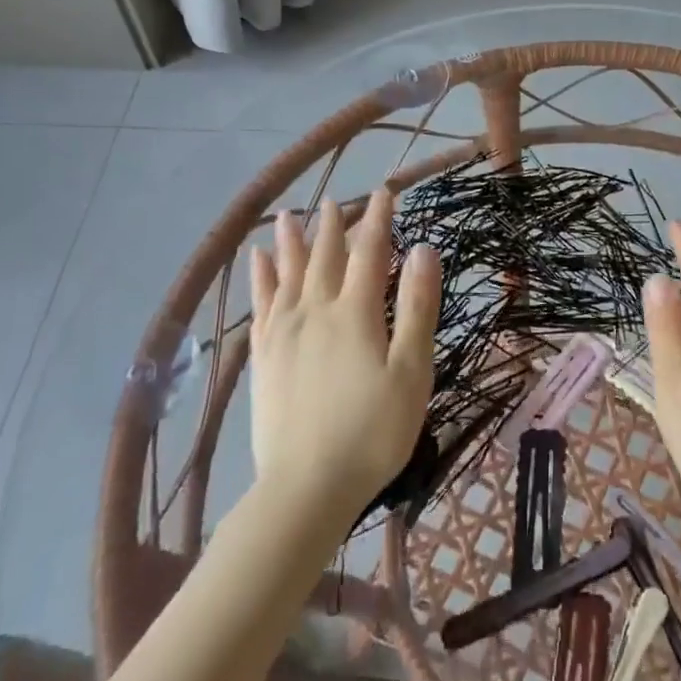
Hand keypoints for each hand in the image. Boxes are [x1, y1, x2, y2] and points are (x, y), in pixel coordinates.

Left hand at [248, 191, 439, 517]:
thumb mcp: (411, 370)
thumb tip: (423, 249)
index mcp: (356, 312)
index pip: (370, 252)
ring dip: (291, 242)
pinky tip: (257, 263)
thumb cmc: (373, 431)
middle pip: (326, 257)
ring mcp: (284, 332)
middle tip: (337, 200)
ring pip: (288, 273)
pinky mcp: (264, 356)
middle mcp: (316, 310)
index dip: (378, 220)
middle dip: (334, 226)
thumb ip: (417, 307)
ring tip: (288, 216)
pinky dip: (260, 277)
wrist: (306, 487)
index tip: (384, 192)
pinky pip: (261, 303)